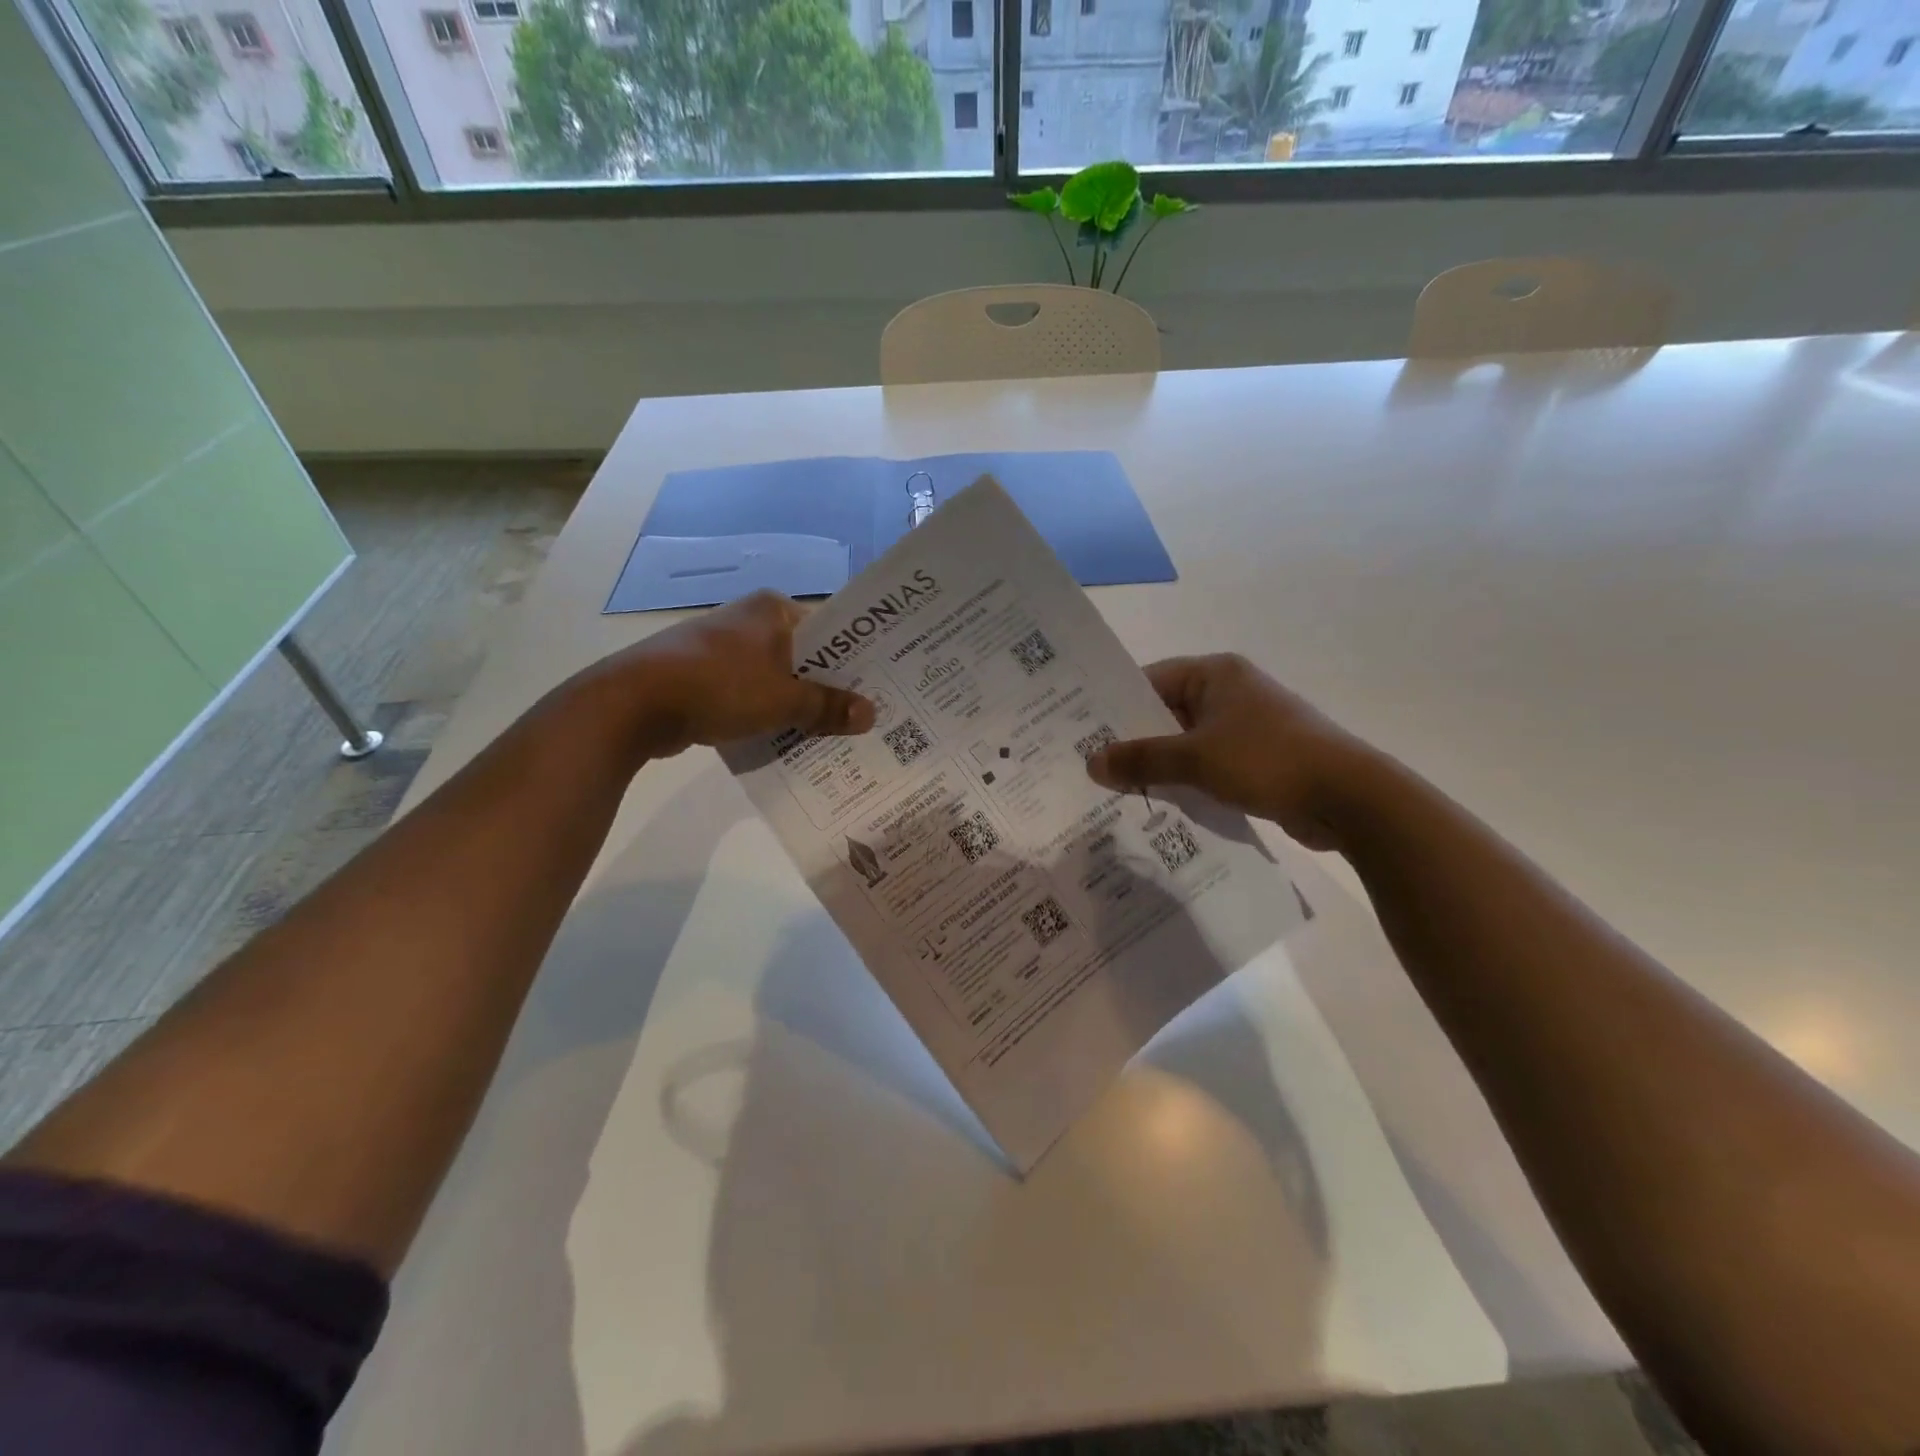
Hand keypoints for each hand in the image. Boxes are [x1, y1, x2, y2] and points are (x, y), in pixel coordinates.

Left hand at [566, 591, 873, 761]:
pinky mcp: (703, 676)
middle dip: (827, 688)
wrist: (634, 704)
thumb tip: (870, 714)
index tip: (877, 687)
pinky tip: (786, 741)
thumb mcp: (783, 700)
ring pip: (776, 679)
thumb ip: (828, 707)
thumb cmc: (719, 687)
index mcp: (773, 610)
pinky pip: (750, 695)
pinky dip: (766, 714)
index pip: (829, 630)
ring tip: (831, 735)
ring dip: (797, 706)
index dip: (853, 659)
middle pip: (804, 657)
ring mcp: (723, 648)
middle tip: (862, 718)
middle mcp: (750, 621)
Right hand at [1085, 655, 1373, 849]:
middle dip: (1132, 741)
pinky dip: (1185, 780)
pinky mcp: (1257, 759)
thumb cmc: (1266, 760)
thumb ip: (1141, 759)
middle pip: (1166, 712)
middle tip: (1089, 765)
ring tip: (1114, 789)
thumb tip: (1092, 763)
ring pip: (1185, 742)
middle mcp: (1230, 692)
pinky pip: (1207, 764)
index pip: (1150, 680)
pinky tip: (1157, 803)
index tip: (1081, 732)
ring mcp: (1246, 726)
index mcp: (1215, 674)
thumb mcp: (1195, 758)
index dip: (1115, 706)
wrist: (1348, 798)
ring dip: (1158, 764)